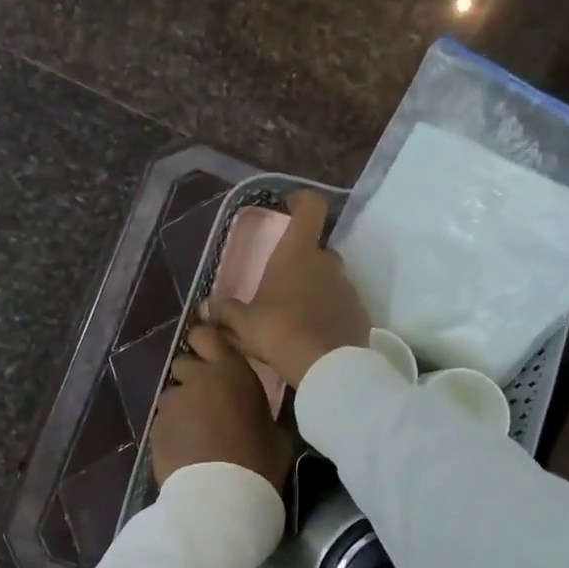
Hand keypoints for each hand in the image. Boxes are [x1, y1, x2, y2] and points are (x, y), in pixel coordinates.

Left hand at [151, 324, 293, 488]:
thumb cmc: (259, 462)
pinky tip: (185, 451)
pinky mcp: (155, 429)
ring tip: (195, 433)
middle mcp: (196, 379)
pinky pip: (164, 422)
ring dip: (182, 407)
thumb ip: (258, 411)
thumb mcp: (275, 433)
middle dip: (192, 377)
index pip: (206, 335)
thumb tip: (252, 414)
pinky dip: (172, 431)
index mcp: (230, 371)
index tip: (211, 355)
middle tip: (207, 401)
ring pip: (172, 395)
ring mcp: (172, 404)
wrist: (220, 498)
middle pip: (184, 363)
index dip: (205, 342)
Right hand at [211, 190, 369, 387]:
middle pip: (318, 249)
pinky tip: (314, 335)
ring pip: (330, 279)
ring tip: (296, 317)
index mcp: (298, 252)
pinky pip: (341, 306)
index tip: (289, 206)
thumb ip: (226, 312)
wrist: (325, 366)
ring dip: (315, 290)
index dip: (301, 201)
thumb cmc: (278, 331)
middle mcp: (328, 262)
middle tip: (282, 284)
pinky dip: (329, 313)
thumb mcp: (243, 323)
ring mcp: (348, 288)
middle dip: (303, 261)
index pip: (310, 207)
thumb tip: (208, 308)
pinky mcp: (360, 313)